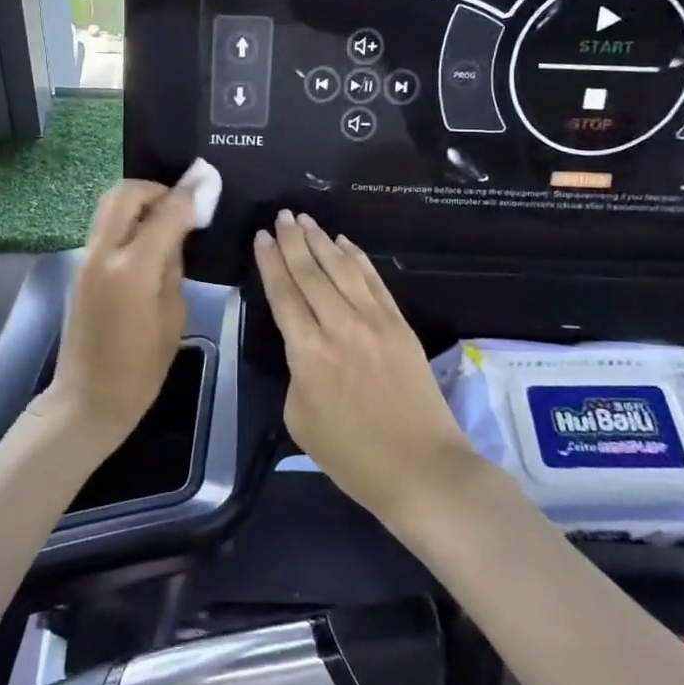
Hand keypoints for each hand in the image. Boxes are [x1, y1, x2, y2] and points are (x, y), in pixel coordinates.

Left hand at [41, 179, 198, 455]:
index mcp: (133, 269)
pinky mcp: (80, 267)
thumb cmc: (141, 368)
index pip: (166, 212)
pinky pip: (106, 227)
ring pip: (110, 205)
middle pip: (126, 193)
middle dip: (157, 188)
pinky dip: (128, 220)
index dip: (191, 192)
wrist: (88, 398)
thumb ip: (174, 265)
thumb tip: (178, 232)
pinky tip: (149, 238)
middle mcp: (103, 253)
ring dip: (139, 201)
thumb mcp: (173, 315)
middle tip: (182, 203)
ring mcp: (86, 258)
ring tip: (167, 219)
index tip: (209, 178)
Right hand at [255, 211, 479, 521]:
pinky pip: (374, 281)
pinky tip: (344, 243)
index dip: (270, 262)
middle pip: (310, 273)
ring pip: (342, 269)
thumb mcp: (300, 419)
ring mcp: (373, 322)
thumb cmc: (352, 456)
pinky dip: (357, 258)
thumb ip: (296, 374)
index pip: (283, 294)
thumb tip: (306, 348)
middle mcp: (338, 327)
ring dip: (321, 241)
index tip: (262, 236)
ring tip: (305, 219)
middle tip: (282, 216)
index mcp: (307, 353)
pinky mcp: (399, 325)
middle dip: (293, 241)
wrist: (422, 469)